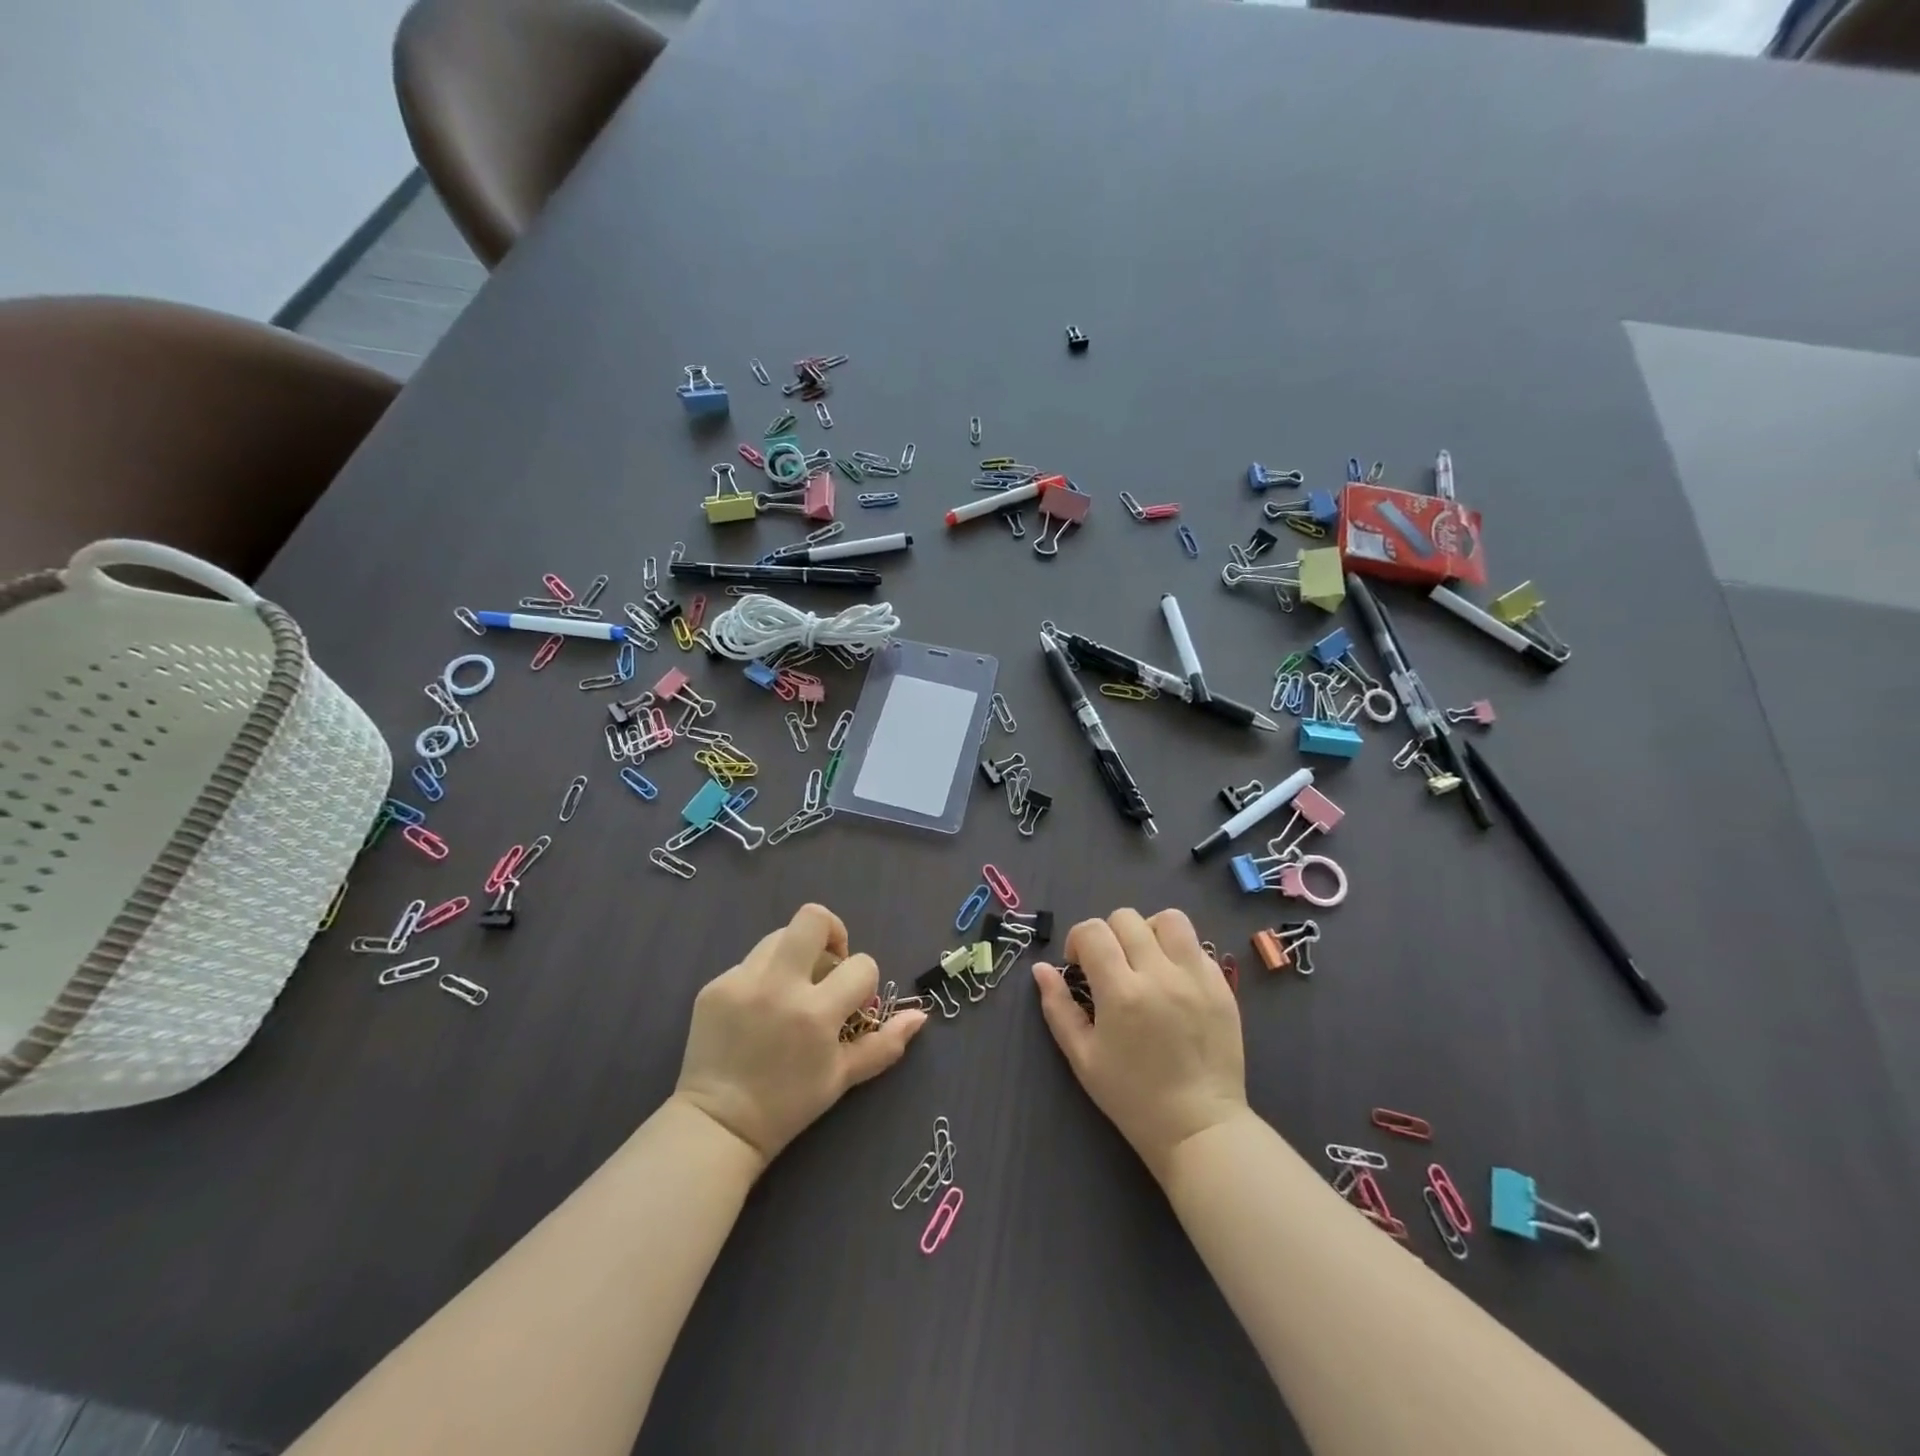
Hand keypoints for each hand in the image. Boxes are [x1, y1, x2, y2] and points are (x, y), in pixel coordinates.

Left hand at [674, 902, 926, 1166]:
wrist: (718, 1126)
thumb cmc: (788, 1105)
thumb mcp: (843, 1077)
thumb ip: (885, 1043)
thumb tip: (920, 1014)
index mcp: (815, 1012)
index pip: (860, 964)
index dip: (865, 980)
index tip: (853, 1003)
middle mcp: (778, 986)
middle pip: (813, 918)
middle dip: (832, 932)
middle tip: (829, 965)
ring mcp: (741, 982)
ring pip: (780, 936)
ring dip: (796, 954)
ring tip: (793, 989)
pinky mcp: (715, 985)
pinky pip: (750, 962)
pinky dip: (764, 976)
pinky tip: (759, 1010)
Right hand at [1033, 908, 1249, 1181]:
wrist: (1199, 1127)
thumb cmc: (1132, 1097)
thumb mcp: (1082, 1057)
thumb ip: (1058, 1007)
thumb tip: (1041, 969)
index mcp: (1122, 993)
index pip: (1094, 931)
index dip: (1078, 940)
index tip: (1080, 965)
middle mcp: (1160, 975)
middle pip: (1128, 918)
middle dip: (1109, 934)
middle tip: (1110, 965)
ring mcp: (1197, 977)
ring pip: (1170, 919)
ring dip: (1149, 931)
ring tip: (1145, 959)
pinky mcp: (1222, 986)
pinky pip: (1197, 945)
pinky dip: (1178, 952)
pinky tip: (1172, 980)